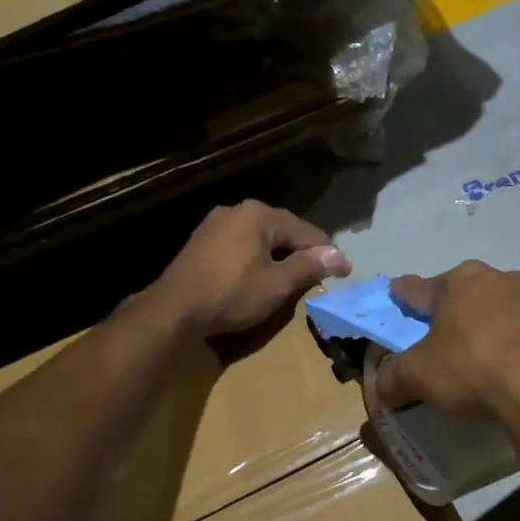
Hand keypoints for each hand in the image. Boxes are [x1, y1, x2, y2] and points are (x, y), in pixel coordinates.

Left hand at [147, 201, 351, 339]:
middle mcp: (236, 211)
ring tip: (293, 279)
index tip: (345, 272)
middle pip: (282, 231)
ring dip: (279, 257)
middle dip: (302, 253)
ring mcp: (214, 225)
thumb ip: (309, 267)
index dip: (328, 253)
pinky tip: (260, 277)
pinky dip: (257, 260)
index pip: (305, 231)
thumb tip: (340, 256)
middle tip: (320, 276)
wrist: (174, 310)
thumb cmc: (232, 294)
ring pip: (260, 239)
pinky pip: (240, 246)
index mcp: (258, 215)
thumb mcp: (277, 284)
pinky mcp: (200, 243)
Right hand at [372, 262, 519, 422]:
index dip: (407, 294)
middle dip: (463, 312)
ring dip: (505, 330)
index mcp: (465, 283)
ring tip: (497, 361)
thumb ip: (394, 378)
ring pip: (517, 314)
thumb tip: (378, 387)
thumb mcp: (420, 376)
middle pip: (475, 296)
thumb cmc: (473, 369)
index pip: (423, 288)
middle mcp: (508, 282)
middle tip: (452, 337)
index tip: (398, 292)